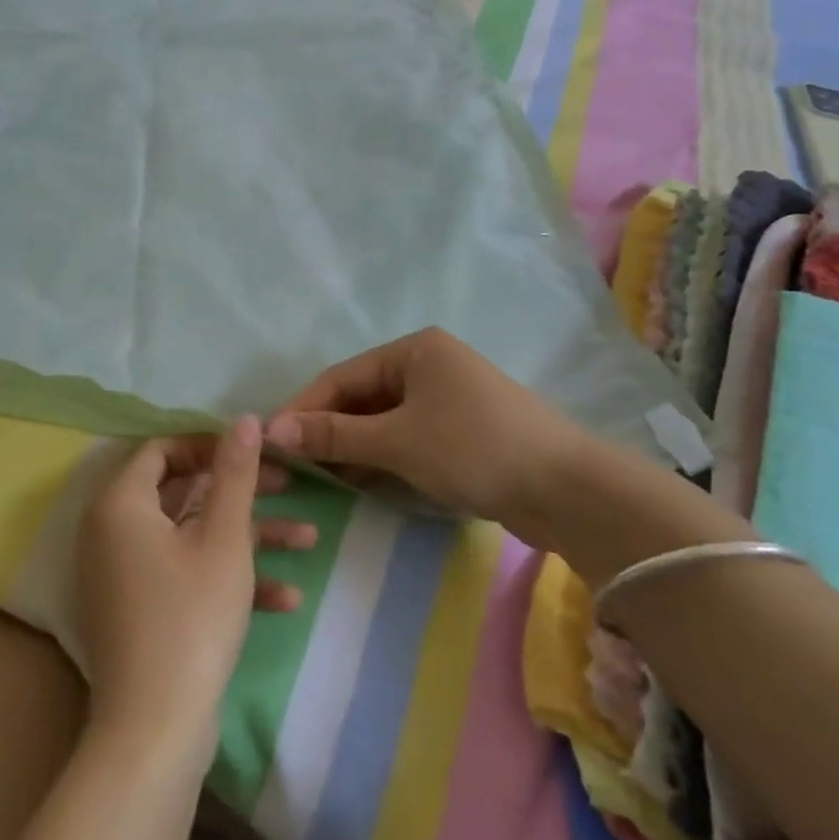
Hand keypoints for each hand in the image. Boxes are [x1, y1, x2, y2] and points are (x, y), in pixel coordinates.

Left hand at [76, 418, 314, 766]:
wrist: (155, 733)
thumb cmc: (190, 616)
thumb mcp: (223, 537)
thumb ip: (235, 472)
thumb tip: (243, 418)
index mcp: (121, 502)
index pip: (163, 449)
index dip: (211, 445)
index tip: (255, 453)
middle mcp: (114, 530)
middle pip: (184, 491)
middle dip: (243, 491)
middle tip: (290, 486)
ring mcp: (126, 573)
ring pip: (193, 535)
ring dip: (249, 536)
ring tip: (309, 538)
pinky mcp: (143, 610)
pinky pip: (186, 575)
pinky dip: (228, 578)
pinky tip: (286, 596)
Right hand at [266, 327, 590, 537]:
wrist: (568, 490)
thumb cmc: (474, 448)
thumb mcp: (397, 440)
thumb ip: (334, 434)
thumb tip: (273, 429)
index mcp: (413, 350)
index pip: (342, 377)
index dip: (303, 408)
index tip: (270, 441)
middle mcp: (428, 365)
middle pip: (362, 397)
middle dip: (329, 430)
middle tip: (295, 466)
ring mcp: (448, 399)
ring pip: (384, 420)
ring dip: (354, 447)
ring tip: (322, 478)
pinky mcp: (462, 432)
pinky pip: (407, 438)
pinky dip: (383, 457)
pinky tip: (362, 482)